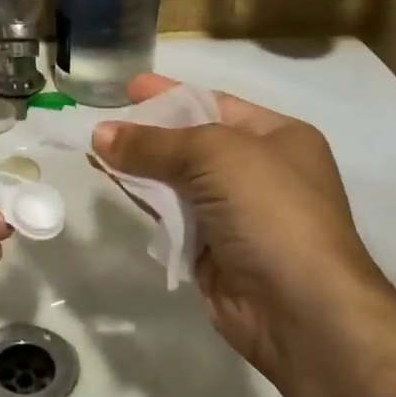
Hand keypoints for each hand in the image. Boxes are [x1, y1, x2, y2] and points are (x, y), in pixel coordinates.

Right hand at [92, 74, 389, 378]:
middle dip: (147, 131)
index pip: (213, 103)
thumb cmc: (270, 211)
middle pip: (191, 142)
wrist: (301, 309)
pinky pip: (170, 214)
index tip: (128, 87)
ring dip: (138, 166)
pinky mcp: (211, 249)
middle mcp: (259, 171)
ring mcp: (235, 213)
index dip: (170, 94)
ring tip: (94, 151)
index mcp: (277, 137)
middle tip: (101, 122)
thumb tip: (99, 135)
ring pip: (176, 180)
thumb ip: (154, 143)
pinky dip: (143, 199)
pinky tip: (113, 184)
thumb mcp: (215, 156)